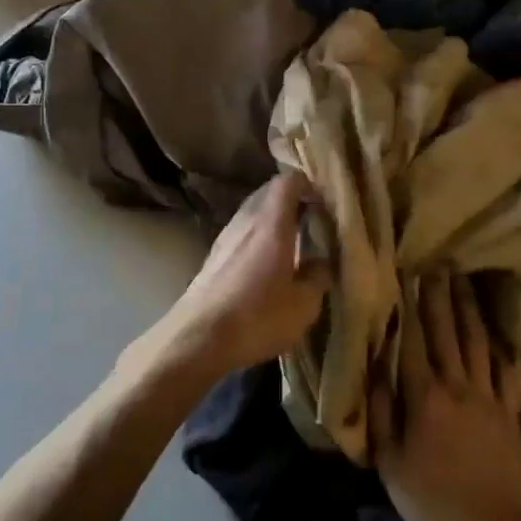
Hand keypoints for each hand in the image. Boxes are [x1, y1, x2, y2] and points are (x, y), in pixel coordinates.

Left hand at [144, 171, 326, 380]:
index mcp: (271, 223)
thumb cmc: (257, 317)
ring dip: (273, 221)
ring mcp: (225, 237)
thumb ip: (318, 276)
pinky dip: (257, 238)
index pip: (288, 181)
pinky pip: (241, 233)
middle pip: (269, 193)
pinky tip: (266, 265)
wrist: (197, 339)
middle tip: (312, 223)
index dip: (308, 186)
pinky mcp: (213, 256)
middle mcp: (246, 220)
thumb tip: (321, 261)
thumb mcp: (303, 305)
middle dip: (292, 202)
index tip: (323, 205)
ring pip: (253, 213)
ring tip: (292, 246)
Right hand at [370, 271, 520, 520]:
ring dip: (468, 309)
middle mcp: (457, 386)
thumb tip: (375, 369)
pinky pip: (505, 371)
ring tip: (463, 281)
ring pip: (477, 343)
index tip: (406, 276)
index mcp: (424, 397)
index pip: (413, 342)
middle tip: (437, 264)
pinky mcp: (511, 412)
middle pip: (446, 332)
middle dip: (439, 296)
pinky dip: (498, 348)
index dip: (408, 307)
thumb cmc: (431, 500)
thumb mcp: (390, 462)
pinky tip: (494, 331)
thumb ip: (381, 413)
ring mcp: (488, 397)